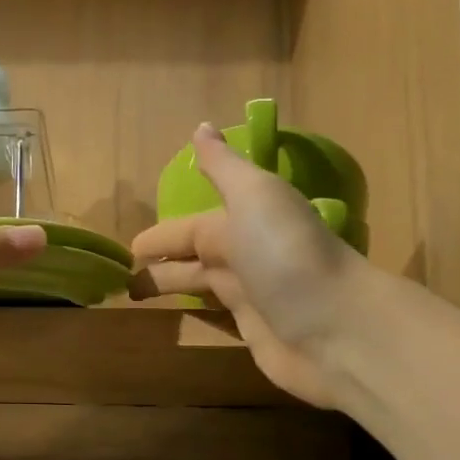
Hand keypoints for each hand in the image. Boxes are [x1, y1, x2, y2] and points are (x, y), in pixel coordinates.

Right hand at [129, 125, 359, 406]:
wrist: (337, 327)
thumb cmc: (286, 255)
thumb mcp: (255, 196)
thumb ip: (225, 167)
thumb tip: (201, 127)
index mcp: (242, 222)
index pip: (190, 228)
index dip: (160, 236)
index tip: (129, 248)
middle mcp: (245, 256)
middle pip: (193, 257)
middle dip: (161, 262)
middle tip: (123, 277)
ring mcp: (252, 297)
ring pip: (202, 288)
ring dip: (172, 288)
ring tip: (134, 298)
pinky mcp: (255, 333)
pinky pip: (217, 318)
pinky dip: (196, 315)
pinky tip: (177, 320)